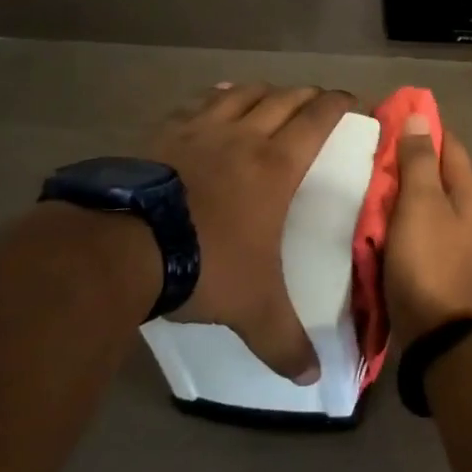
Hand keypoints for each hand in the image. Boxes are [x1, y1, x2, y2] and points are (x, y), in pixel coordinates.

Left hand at [146, 83, 354, 382]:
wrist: (121, 247)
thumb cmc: (204, 265)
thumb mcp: (253, 309)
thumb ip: (284, 343)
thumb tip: (313, 379)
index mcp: (276, 166)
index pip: (317, 120)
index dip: (337, 105)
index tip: (350, 99)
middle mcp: (244, 137)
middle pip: (284, 99)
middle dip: (306, 95)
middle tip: (318, 98)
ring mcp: (200, 131)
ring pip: (242, 94)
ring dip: (263, 91)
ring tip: (271, 95)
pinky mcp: (162, 134)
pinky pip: (197, 103)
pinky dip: (215, 98)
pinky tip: (215, 100)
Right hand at [385, 116, 471, 350]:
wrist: (437, 334)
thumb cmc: (429, 261)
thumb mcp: (421, 204)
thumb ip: (419, 161)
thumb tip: (421, 117)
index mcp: (466, 191)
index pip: (447, 143)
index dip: (421, 125)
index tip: (388, 114)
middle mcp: (463, 209)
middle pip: (432, 170)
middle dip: (403, 156)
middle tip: (364, 147)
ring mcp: (448, 236)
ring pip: (419, 199)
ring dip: (394, 188)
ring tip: (359, 176)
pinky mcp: (430, 260)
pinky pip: (410, 226)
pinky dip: (391, 216)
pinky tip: (367, 215)